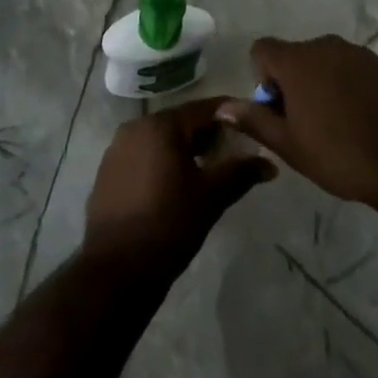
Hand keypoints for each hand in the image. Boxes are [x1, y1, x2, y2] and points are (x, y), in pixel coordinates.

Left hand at [83, 97, 276, 274]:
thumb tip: (270, 164)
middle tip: (233, 152)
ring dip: (184, 150)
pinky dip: (162, 163)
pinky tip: (176, 186)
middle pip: (180, 123)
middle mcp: (135, 127)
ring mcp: (117, 149)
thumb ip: (240, 172)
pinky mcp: (107, 172)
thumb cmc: (169, 223)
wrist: (116, 268)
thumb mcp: (211, 196)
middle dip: (207, 135)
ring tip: (208, 171)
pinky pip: (143, 157)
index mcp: (161, 125)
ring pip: (160, 140)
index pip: (203, 108)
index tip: (251, 124)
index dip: (230, 115)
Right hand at [217, 36, 377, 209]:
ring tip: (334, 122)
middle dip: (292, 82)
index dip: (262, 78)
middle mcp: (324, 45)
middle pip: (293, 55)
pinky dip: (345, 84)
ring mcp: (355, 51)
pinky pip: (348, 66)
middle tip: (304, 123)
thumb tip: (222, 107)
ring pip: (322, 61)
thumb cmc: (340, 154)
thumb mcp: (289, 145)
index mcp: (296, 61)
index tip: (278, 109)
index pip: (262, 49)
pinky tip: (359, 117)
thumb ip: (254, 120)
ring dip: (319, 83)